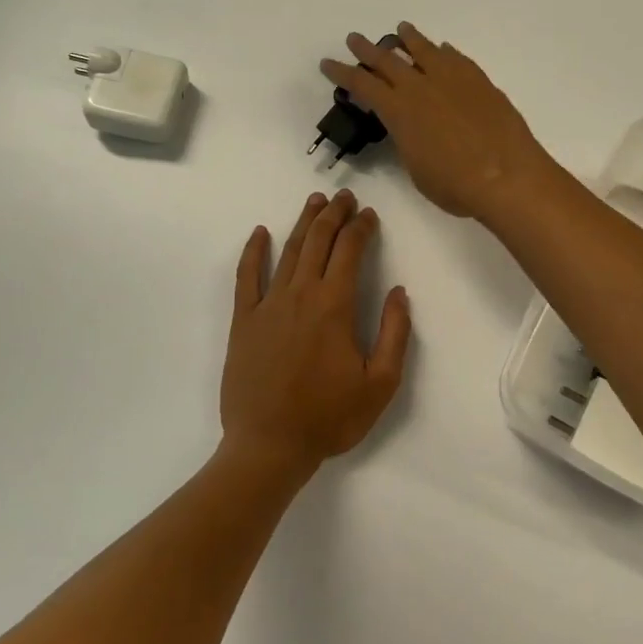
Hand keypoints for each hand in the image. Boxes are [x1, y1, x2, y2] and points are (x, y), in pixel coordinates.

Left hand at [221, 191, 411, 470]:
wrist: (269, 446)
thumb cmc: (329, 417)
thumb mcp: (381, 383)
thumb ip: (394, 333)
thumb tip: (398, 292)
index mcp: (334, 306)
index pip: (350, 251)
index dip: (361, 228)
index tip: (370, 214)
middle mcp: (300, 295)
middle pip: (318, 242)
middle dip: (334, 214)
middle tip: (345, 197)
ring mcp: (267, 306)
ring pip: (287, 251)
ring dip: (303, 223)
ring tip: (315, 202)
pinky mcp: (243, 321)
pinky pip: (246, 277)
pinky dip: (253, 251)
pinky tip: (260, 232)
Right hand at [321, 23, 556, 222]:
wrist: (507, 176)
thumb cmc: (455, 185)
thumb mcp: (417, 169)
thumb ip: (408, 142)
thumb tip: (409, 128)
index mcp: (399, 111)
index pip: (362, 85)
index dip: (342, 73)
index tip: (328, 63)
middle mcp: (421, 87)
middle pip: (387, 60)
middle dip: (367, 49)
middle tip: (354, 39)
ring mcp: (453, 79)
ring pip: (424, 50)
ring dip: (408, 39)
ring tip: (400, 30)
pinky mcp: (480, 81)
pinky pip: (456, 59)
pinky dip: (444, 52)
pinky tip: (443, 50)